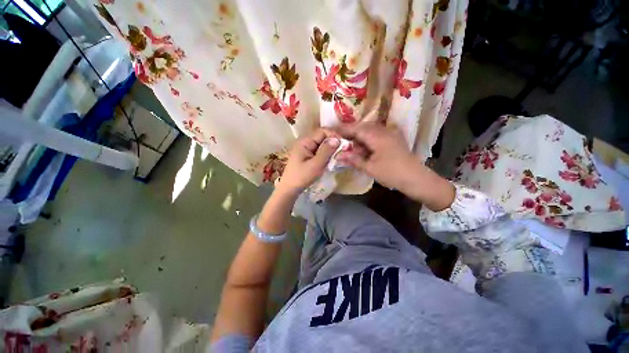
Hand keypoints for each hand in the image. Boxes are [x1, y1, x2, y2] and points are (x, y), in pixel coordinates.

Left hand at [277, 129, 339, 193]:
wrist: (290, 188)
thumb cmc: (302, 176)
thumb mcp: (316, 164)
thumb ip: (326, 151)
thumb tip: (337, 139)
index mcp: (305, 141)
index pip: (322, 131)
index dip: (334, 135)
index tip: (343, 144)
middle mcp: (305, 142)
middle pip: (322, 137)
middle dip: (333, 143)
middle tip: (342, 152)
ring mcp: (306, 149)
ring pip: (322, 144)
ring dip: (330, 149)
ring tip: (337, 157)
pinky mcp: (307, 155)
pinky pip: (319, 151)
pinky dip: (325, 154)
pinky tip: (330, 160)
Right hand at [337, 123, 454, 209]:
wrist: (416, 178)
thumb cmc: (391, 173)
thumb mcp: (370, 168)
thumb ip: (353, 159)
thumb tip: (338, 155)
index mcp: (376, 136)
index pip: (356, 128)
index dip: (342, 130)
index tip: (331, 132)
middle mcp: (383, 131)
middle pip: (362, 127)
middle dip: (349, 132)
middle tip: (338, 139)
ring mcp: (389, 134)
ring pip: (369, 130)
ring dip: (357, 136)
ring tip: (347, 143)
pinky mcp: (392, 139)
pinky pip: (375, 135)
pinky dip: (366, 139)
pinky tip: (361, 147)